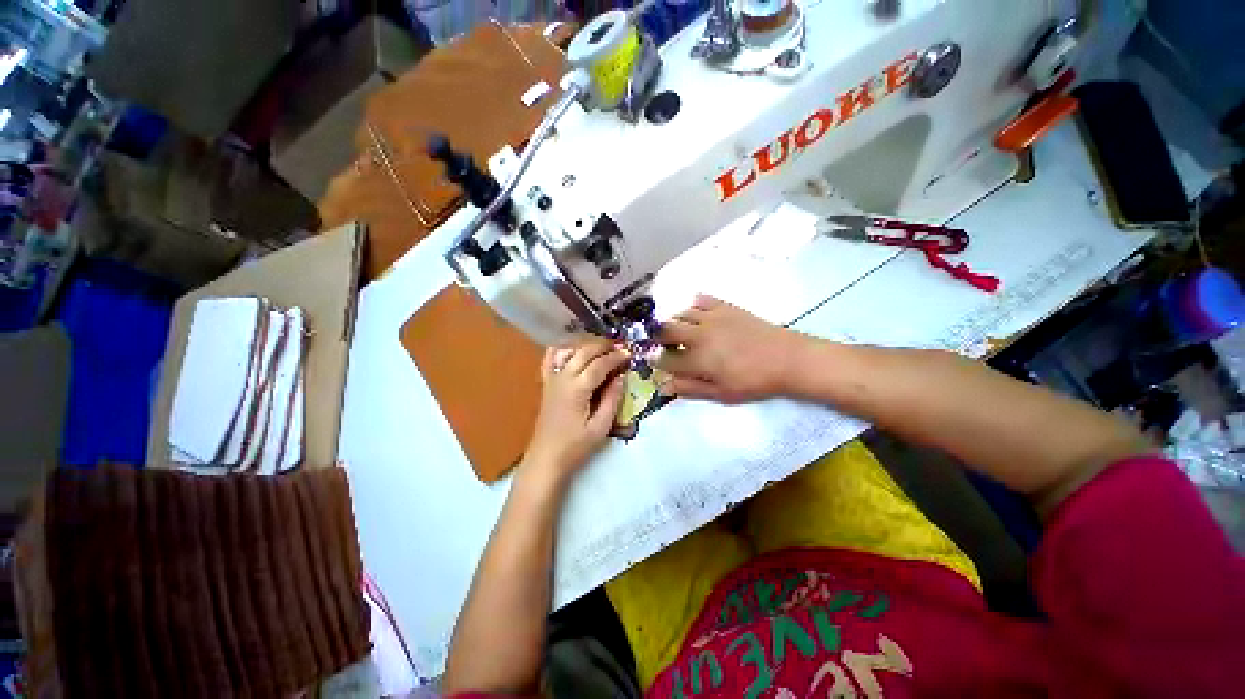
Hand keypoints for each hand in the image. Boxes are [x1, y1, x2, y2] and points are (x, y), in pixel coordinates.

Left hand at [522, 339, 627, 482]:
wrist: (546, 458)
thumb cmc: (575, 447)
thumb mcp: (600, 428)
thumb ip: (612, 400)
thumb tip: (620, 377)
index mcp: (577, 389)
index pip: (599, 364)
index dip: (615, 357)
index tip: (629, 354)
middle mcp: (563, 378)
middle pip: (584, 352)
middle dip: (603, 346)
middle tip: (619, 347)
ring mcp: (552, 379)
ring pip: (568, 350)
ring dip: (586, 345)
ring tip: (602, 347)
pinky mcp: (546, 383)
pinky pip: (550, 359)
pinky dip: (562, 349)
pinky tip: (573, 348)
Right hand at [655, 295, 804, 403]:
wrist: (786, 358)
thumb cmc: (752, 381)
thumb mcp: (721, 392)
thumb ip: (690, 388)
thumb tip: (664, 387)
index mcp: (697, 359)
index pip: (665, 359)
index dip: (656, 361)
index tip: (655, 362)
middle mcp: (698, 335)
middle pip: (666, 330)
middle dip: (658, 338)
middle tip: (663, 344)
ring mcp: (711, 318)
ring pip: (680, 313)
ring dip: (674, 322)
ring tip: (680, 332)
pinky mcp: (725, 307)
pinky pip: (701, 299)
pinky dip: (693, 306)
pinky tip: (696, 314)